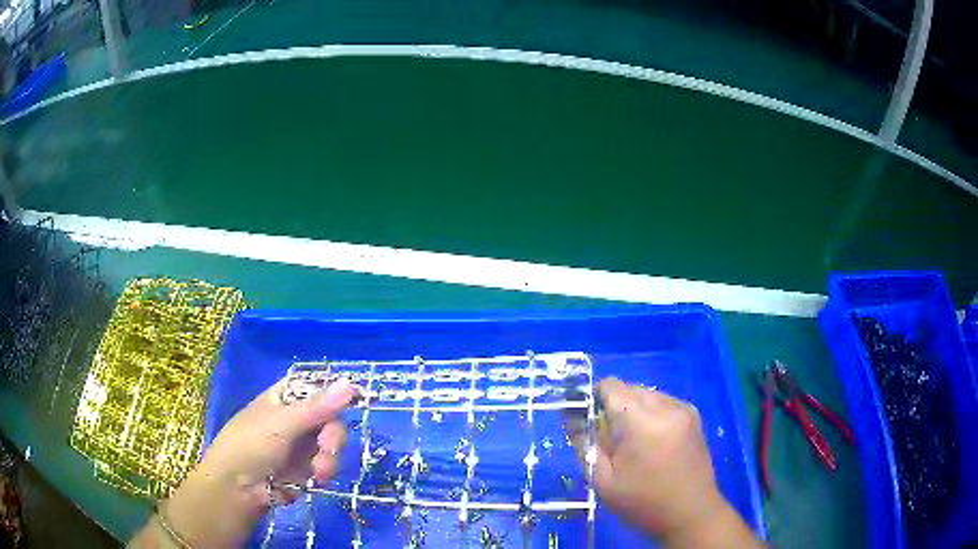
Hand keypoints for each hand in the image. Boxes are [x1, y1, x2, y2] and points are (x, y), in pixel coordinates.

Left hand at [132, 378, 356, 547]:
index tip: (353, 404)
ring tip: (318, 475)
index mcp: (283, 398)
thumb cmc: (251, 445)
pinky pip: (323, 465)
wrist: (236, 489)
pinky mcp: (302, 469)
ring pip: (329, 445)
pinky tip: (313, 480)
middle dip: (332, 438)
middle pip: (328, 419)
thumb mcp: (283, 424)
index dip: (334, 395)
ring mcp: (298, 445)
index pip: (316, 388)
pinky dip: (321, 473)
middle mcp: (293, 418)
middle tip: (328, 452)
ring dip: (328, 460)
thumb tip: (350, 384)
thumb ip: (318, 408)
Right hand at [588, 378, 759, 547]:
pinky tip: (653, 441)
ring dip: (634, 409)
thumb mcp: (603, 480)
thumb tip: (571, 416)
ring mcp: (683, 409)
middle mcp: (665, 406)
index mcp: (641, 421)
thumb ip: (585, 443)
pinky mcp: (694, 416)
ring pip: (647, 394)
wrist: (690, 513)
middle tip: (611, 440)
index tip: (589, 421)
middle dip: (614, 407)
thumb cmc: (642, 502)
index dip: (594, 398)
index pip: (610, 386)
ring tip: (634, 443)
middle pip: (630, 389)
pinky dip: (652, 413)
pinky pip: (664, 402)